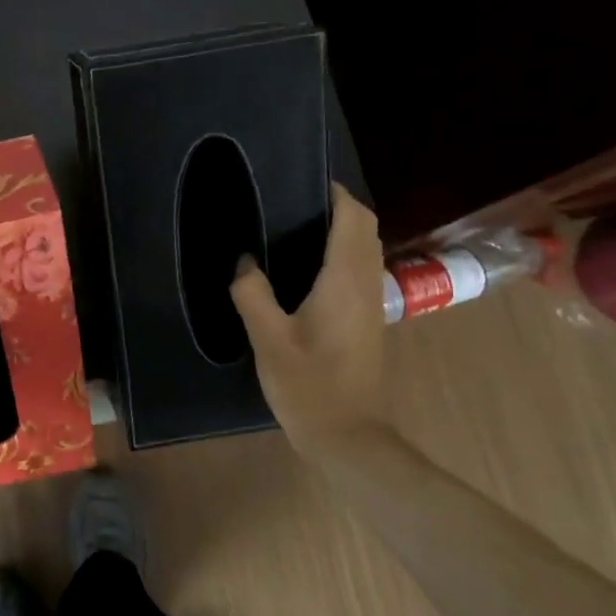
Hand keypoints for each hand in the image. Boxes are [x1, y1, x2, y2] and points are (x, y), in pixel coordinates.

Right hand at [230, 183, 388, 458]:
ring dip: (340, 229)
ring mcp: (371, 303)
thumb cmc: (309, 385)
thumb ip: (252, 293)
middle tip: (290, 203)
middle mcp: (365, 284)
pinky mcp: (366, 320)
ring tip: (293, 227)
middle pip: (364, 228)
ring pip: (365, 248)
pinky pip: (359, 269)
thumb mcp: (268, 339)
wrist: (347, 435)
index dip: (335, 193)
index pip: (353, 218)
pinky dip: (340, 253)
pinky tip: (304, 267)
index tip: (302, 181)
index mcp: (344, 280)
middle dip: (337, 207)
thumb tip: (244, 261)